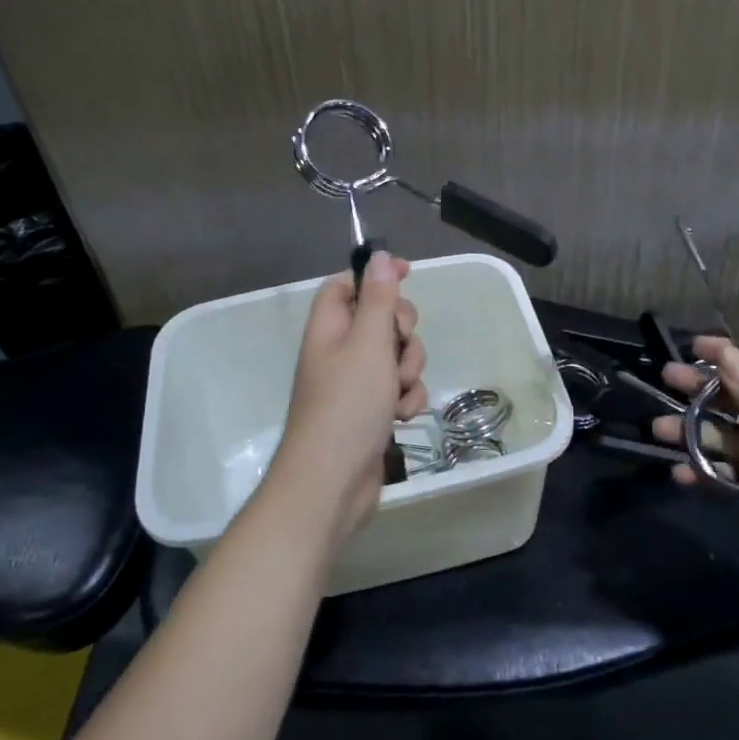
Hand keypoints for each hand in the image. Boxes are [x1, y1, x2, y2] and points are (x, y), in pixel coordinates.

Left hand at [268, 252, 427, 550]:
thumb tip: (378, 256)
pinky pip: (400, 389)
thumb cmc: (347, 405)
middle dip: (402, 331)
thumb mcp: (368, 344)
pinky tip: (401, 417)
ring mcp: (356, 383)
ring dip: (408, 370)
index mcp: (329, 327)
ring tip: (398, 393)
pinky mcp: (372, 411)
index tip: (408, 274)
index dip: (375, 276)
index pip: (347, 284)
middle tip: (398, 347)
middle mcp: (340, 351)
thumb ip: (378, 299)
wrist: (333, 483)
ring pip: (397, 356)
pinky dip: (406, 399)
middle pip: (380, 318)